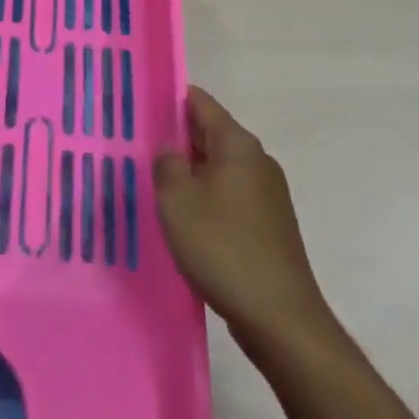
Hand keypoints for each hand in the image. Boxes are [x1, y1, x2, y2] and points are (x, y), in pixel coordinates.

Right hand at [154, 86, 337, 351]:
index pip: (200, 102)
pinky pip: (229, 195)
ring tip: (154, 184)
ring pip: (218, 167)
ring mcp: (267, 193)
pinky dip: (206, 198)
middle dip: (176, 138)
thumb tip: (170, 150)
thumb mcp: (178, 201)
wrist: (281, 319)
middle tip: (137, 147)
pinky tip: (184, 220)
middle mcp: (257, 159)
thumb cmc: (223, 249)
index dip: (169, 99)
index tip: (139, 106)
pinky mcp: (269, 224)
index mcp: (238, 144)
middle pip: (210, 133)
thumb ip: (166, 164)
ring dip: (190, 172)